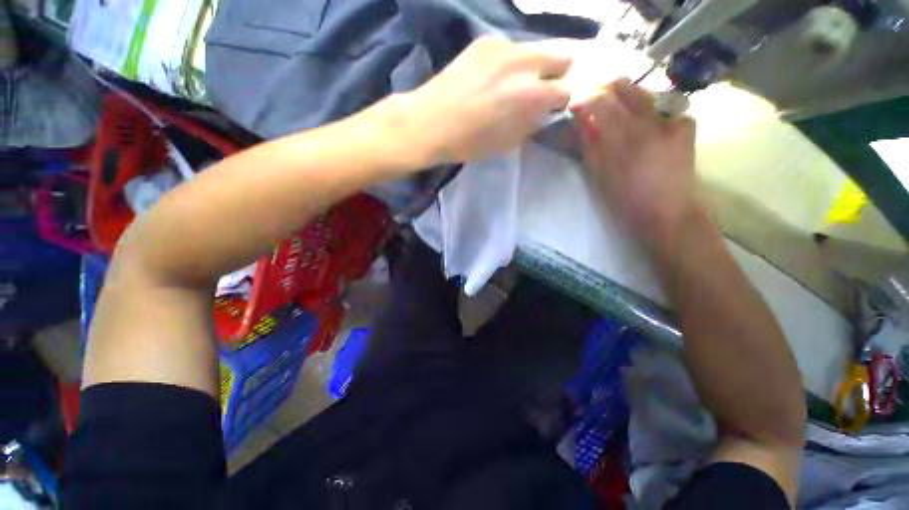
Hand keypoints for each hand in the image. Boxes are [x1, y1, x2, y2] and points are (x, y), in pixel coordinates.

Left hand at [406, 37, 573, 163]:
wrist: (430, 122)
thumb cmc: (469, 142)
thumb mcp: (507, 143)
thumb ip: (531, 123)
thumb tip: (543, 111)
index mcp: (532, 95)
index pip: (566, 89)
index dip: (559, 100)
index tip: (550, 107)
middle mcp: (525, 62)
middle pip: (561, 55)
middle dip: (556, 73)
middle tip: (540, 88)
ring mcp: (504, 46)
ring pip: (534, 49)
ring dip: (532, 65)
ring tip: (512, 83)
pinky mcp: (484, 41)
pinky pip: (509, 48)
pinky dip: (509, 62)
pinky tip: (491, 77)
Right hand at [573, 79, 700, 248]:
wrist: (668, 213)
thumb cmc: (625, 199)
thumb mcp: (598, 174)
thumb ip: (589, 143)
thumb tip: (580, 118)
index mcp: (624, 137)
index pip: (601, 101)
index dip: (585, 97)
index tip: (575, 103)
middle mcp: (650, 120)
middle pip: (625, 86)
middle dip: (605, 89)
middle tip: (595, 102)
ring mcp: (671, 120)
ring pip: (645, 93)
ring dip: (627, 98)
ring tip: (618, 114)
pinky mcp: (686, 126)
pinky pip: (665, 107)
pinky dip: (651, 111)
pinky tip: (648, 126)